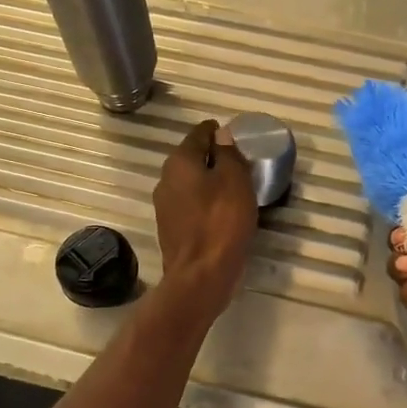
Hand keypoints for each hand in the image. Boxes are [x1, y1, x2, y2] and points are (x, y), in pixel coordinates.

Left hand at [153, 120, 257, 318]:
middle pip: (193, 159)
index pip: (200, 134)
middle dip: (214, 158)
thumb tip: (222, 135)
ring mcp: (165, 206)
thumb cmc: (221, 222)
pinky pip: (191, 205)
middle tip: (241, 163)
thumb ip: (228, 153)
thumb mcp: (235, 180)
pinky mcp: (171, 229)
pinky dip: (206, 203)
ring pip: (191, 183)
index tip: (237, 137)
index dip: (218, 132)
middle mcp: (166, 179)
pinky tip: (223, 212)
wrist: (200, 275)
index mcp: (180, 162)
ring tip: (235, 188)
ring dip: (210, 182)